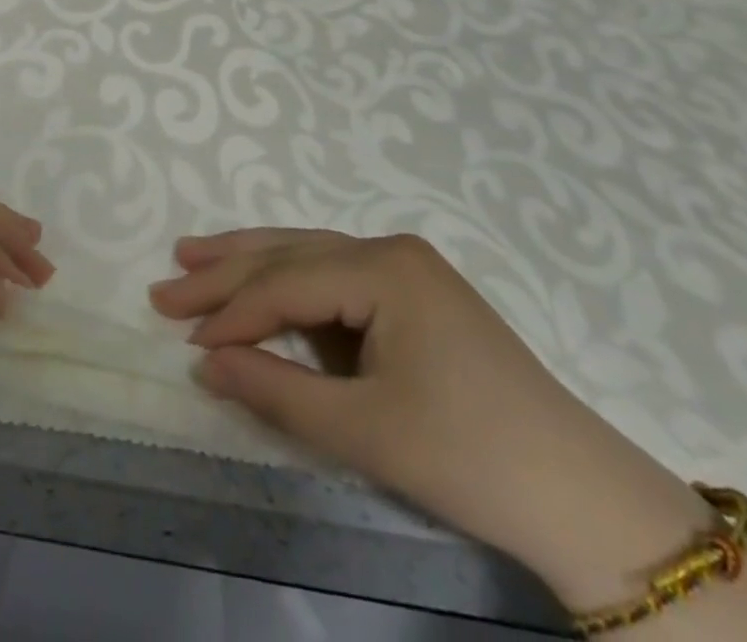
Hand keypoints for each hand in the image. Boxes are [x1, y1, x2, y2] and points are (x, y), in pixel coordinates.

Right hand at [149, 229, 710, 596]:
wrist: (581, 496)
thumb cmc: (469, 457)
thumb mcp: (363, 429)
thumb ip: (276, 391)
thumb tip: (205, 363)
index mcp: (384, 267)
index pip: (285, 283)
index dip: (231, 312)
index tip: (183, 338)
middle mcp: (391, 250)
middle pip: (291, 254)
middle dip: (226, 270)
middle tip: (166, 282)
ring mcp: (406, 269)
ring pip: (310, 256)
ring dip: (251, 264)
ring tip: (193, 256)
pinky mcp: (414, 296)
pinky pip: (335, 279)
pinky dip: (291, 288)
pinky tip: (260, 288)